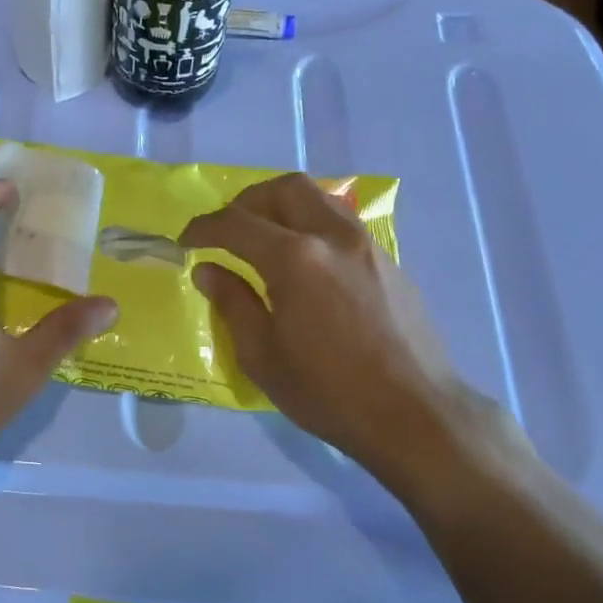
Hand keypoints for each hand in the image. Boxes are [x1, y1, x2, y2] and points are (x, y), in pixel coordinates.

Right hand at [180, 173, 483, 463]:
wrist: (416, 414)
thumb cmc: (329, 392)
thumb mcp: (262, 356)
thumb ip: (232, 303)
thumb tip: (208, 270)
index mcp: (295, 259)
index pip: (236, 224)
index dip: (204, 227)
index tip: (186, 240)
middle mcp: (333, 237)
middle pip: (284, 189)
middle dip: (247, 201)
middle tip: (227, 230)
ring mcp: (367, 245)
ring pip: (319, 198)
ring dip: (283, 206)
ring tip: (265, 238)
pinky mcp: (389, 262)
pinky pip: (342, 223)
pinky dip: (312, 225)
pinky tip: (306, 263)